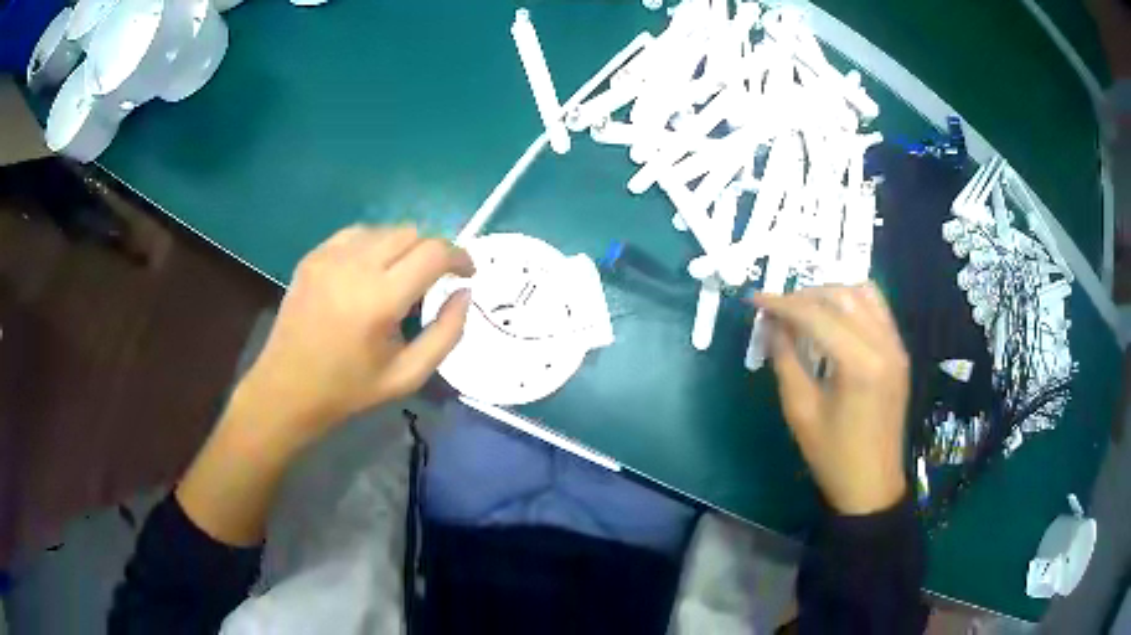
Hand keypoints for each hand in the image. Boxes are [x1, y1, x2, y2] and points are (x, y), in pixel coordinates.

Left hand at [235, 224, 473, 454]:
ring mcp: (329, 257)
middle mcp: (354, 267)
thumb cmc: (349, 389)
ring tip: (400, 277)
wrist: (286, 388)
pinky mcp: (313, 256)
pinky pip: (356, 234)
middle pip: (411, 233)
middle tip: (434, 280)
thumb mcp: (408, 375)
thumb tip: (464, 293)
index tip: (467, 272)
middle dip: (432, 251)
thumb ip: (447, 333)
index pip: (433, 253)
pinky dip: (374, 245)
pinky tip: (370, 272)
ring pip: (384, 229)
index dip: (459, 257)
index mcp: (380, 300)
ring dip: (404, 247)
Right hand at [753, 283, 909, 515]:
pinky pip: (877, 310)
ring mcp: (896, 347)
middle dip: (805, 295)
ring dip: (831, 293)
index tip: (755, 299)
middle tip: (777, 308)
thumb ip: (785, 360)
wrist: (872, 485)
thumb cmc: (832, 456)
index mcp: (858, 364)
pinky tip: (833, 318)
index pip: (816, 316)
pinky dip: (852, 303)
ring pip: (863, 294)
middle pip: (841, 296)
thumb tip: (770, 324)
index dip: (782, 304)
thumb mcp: (801, 411)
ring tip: (804, 308)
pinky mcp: (899, 353)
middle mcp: (883, 345)